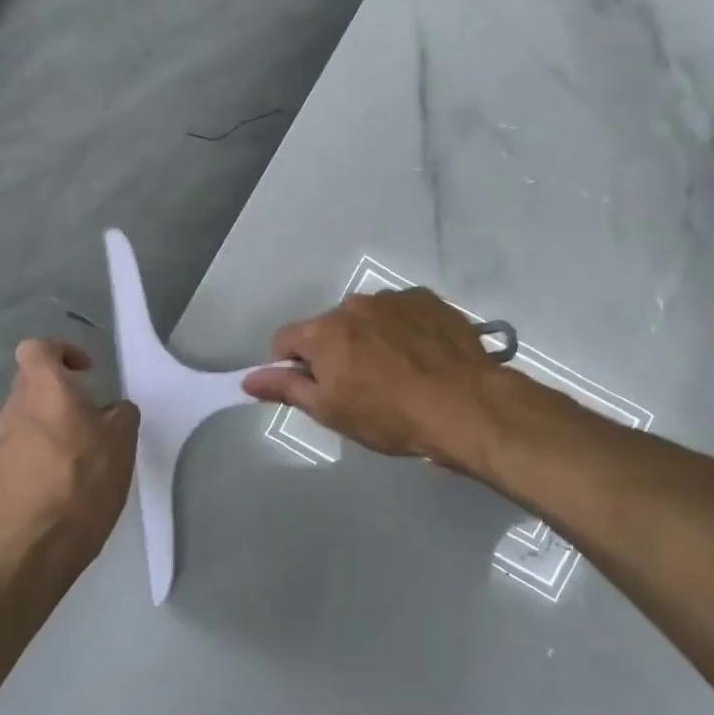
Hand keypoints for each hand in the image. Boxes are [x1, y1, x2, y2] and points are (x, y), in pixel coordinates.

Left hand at [0, 340, 138, 576]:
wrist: (41, 544)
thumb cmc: (86, 480)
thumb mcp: (123, 440)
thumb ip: (121, 413)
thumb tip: (113, 410)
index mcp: (45, 391)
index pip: (37, 349)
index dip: (62, 351)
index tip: (87, 372)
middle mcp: (16, 410)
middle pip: (31, 381)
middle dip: (60, 388)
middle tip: (91, 409)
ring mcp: (3, 442)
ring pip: (27, 413)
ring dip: (52, 419)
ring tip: (83, 445)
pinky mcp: (1, 472)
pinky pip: (23, 444)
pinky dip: (43, 447)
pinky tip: (67, 474)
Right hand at [241, 288, 502, 465]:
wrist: (464, 405)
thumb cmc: (390, 416)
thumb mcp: (331, 411)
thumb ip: (287, 389)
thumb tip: (249, 379)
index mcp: (324, 331)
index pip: (285, 340)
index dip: (291, 366)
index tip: (314, 388)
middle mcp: (354, 304)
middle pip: (329, 327)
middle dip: (335, 351)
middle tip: (361, 385)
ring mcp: (394, 298)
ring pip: (366, 318)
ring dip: (370, 338)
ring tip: (398, 371)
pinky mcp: (428, 300)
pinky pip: (402, 312)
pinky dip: (403, 329)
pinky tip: (422, 356)